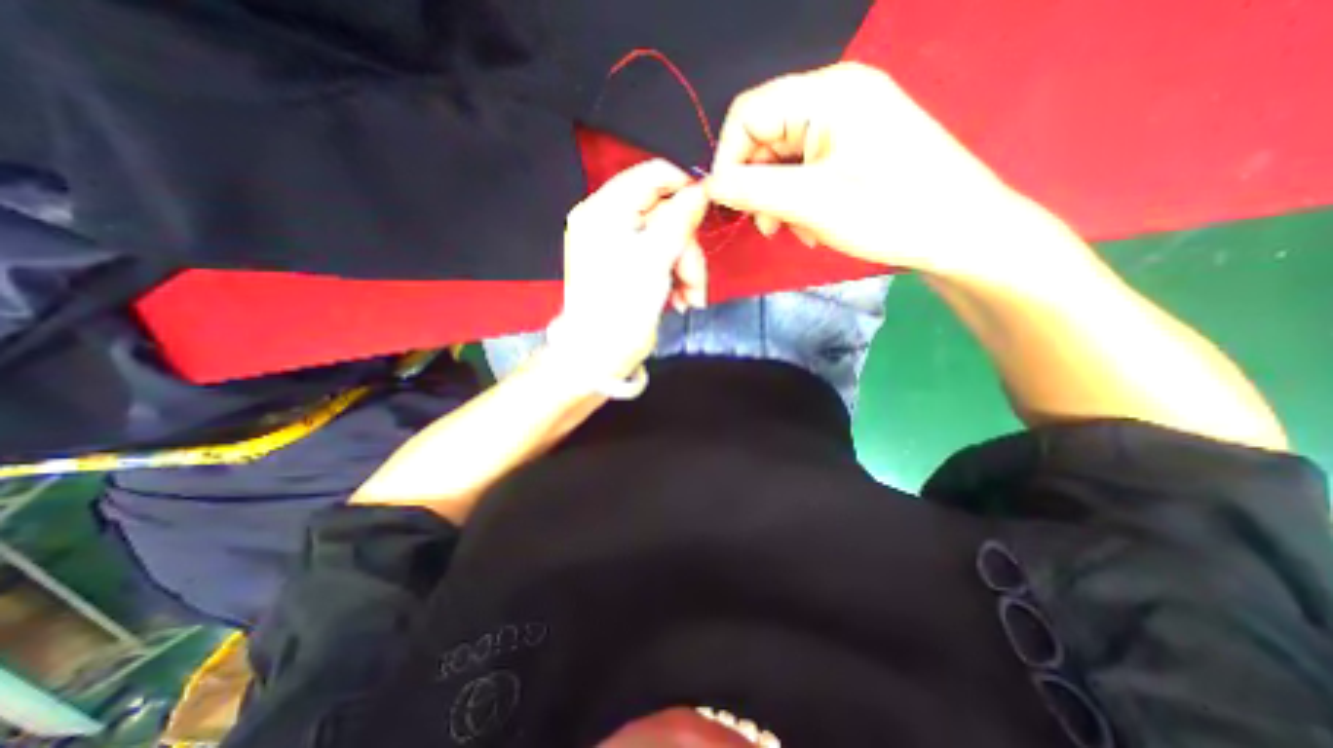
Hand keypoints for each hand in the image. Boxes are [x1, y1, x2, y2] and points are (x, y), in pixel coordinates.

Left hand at [559, 157, 713, 378]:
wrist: (601, 355)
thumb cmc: (622, 306)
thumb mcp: (654, 259)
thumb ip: (679, 220)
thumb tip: (701, 190)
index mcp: (604, 210)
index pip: (651, 175)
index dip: (684, 187)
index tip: (708, 209)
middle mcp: (609, 222)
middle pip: (665, 214)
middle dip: (686, 249)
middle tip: (694, 280)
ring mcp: (620, 246)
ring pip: (669, 240)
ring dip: (687, 269)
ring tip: (691, 298)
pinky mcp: (631, 268)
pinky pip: (663, 259)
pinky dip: (677, 278)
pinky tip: (681, 300)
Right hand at [708, 62, 1028, 280]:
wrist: (960, 231)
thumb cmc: (890, 212)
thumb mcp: (812, 203)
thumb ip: (753, 190)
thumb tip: (709, 186)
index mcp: (826, 93)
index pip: (748, 113)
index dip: (728, 158)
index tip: (727, 203)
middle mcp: (834, 96)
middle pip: (766, 137)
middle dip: (759, 185)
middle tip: (768, 226)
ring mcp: (847, 121)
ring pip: (784, 158)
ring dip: (779, 198)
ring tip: (795, 230)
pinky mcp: (854, 145)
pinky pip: (806, 168)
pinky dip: (800, 199)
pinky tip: (814, 225)